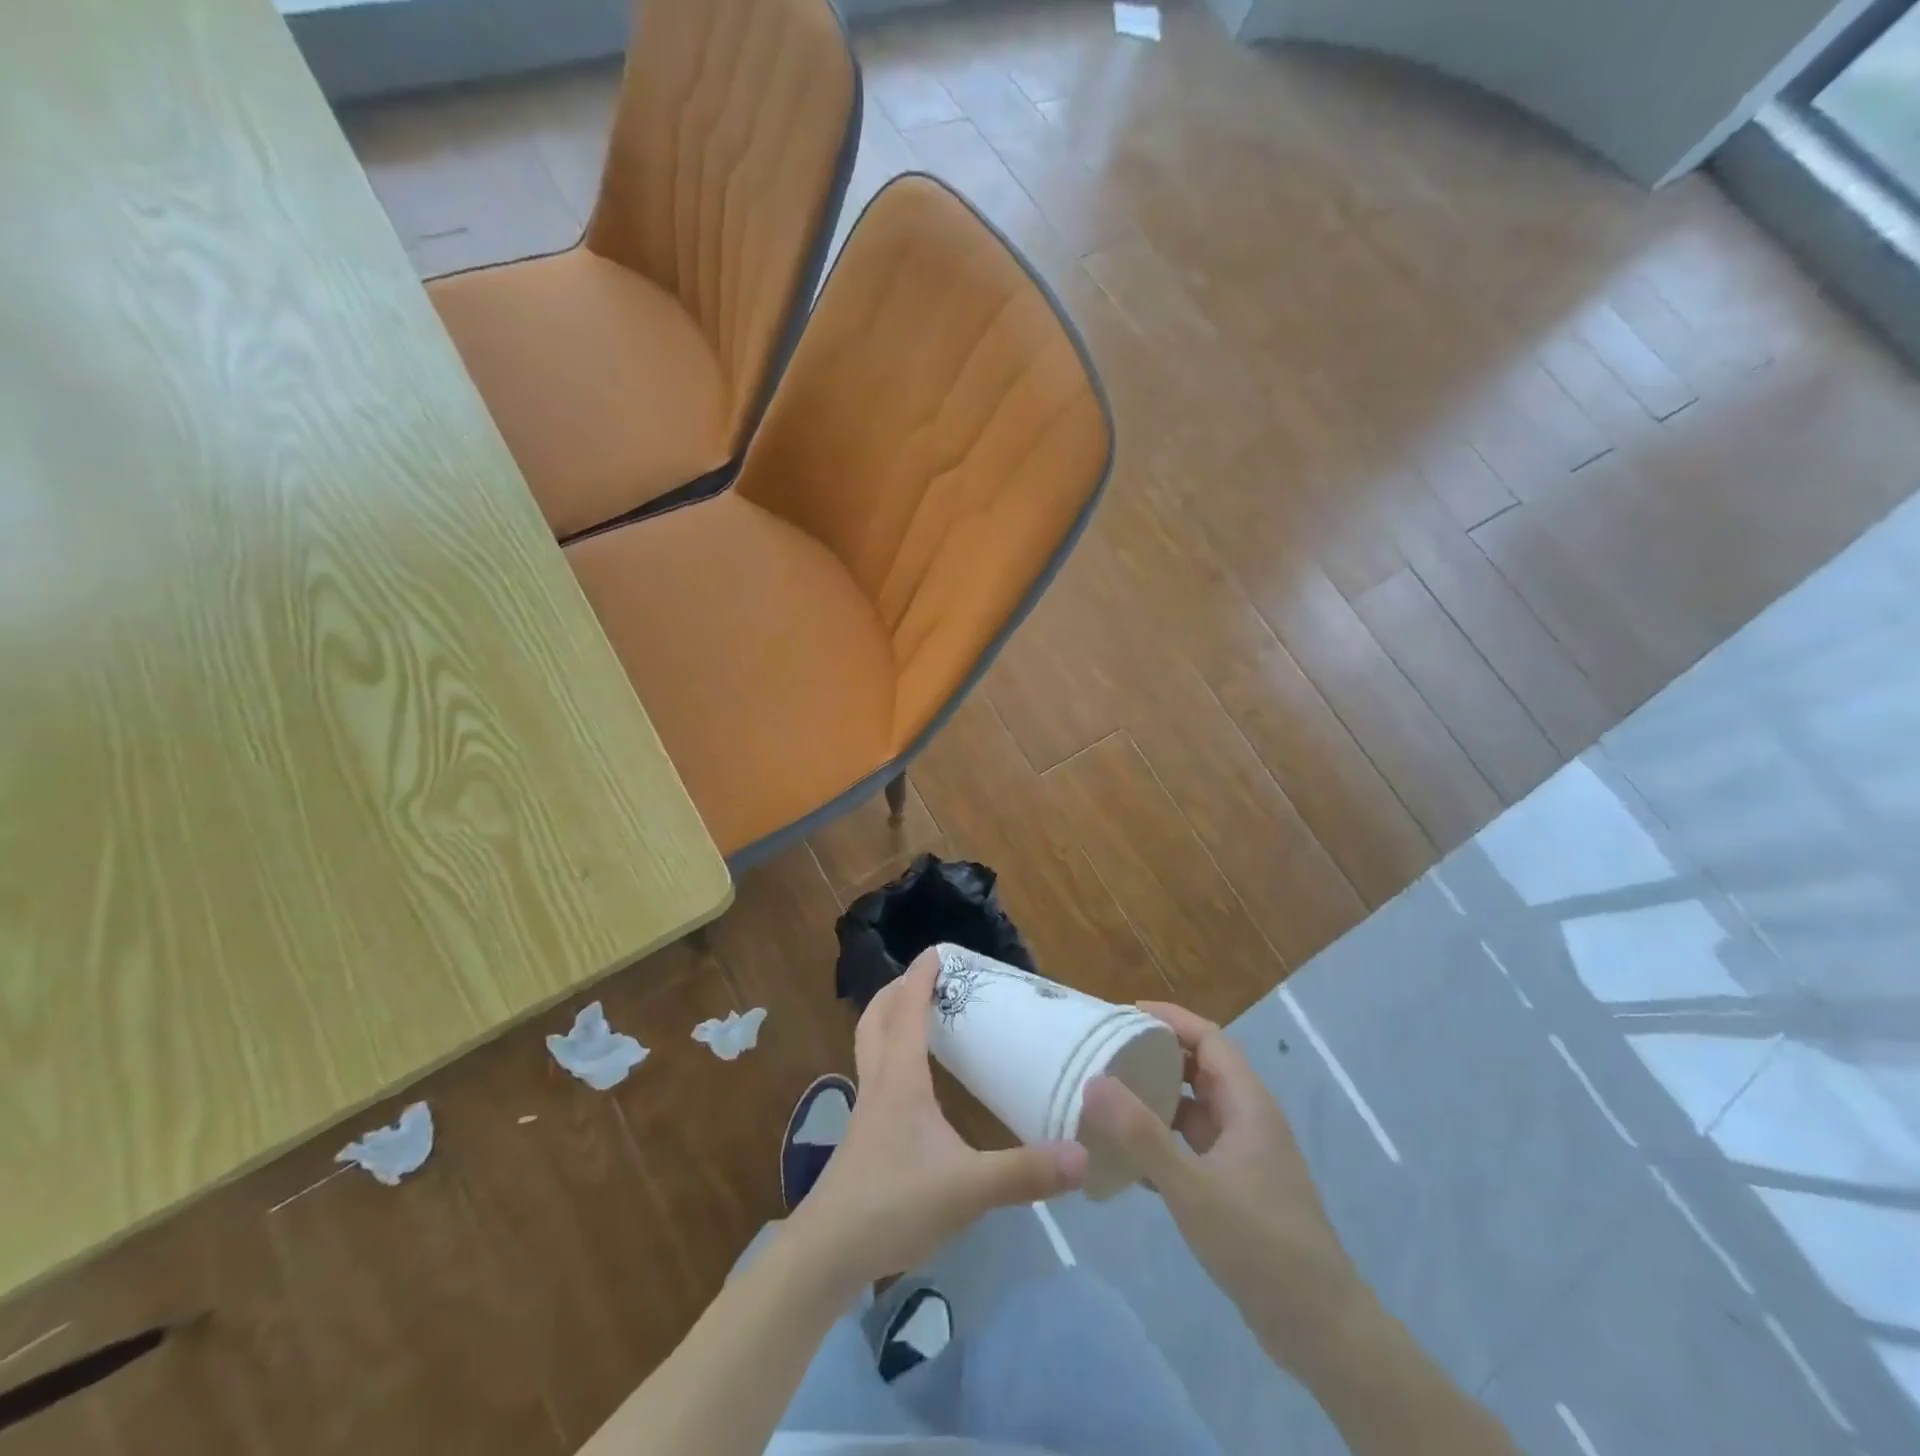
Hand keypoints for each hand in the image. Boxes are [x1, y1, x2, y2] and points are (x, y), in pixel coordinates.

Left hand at [788, 949, 1087, 1288]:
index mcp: (900, 1078)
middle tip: (928, 979)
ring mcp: (866, 1110)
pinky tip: (915, 1082)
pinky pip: (876, 1074)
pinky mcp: (864, 1136)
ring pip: (870, 1045)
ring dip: (890, 1020)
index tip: (937, 950)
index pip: (907, 1010)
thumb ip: (1024, 1173)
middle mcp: (879, 1082)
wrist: (828, 1253)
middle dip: (898, 990)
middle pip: (877, 1018)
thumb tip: (1081, 1156)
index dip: (920, 977)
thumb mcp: (967, 1189)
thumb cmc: (893, 1204)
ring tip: (921, 1017)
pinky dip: (891, 1055)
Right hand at [1081, 1001, 1366, 1375]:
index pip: (1208, 1037)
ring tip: (1109, 1096)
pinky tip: (1128, 1156)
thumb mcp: (1192, 1188)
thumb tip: (1093, 1082)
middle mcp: (1248, 1118)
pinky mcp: (1237, 1186)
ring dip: (1157, 1097)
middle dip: (1156, 1054)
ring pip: (1195, 1108)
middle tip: (1107, 1051)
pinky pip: (1194, 1145)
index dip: (1169, 1019)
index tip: (1123, 1014)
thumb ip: (1141, 1135)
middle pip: (1200, 1067)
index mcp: (1248, 1104)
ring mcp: (1244, 1154)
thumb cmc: (1259, 1245)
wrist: (1319, 1328)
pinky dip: (1163, 1139)